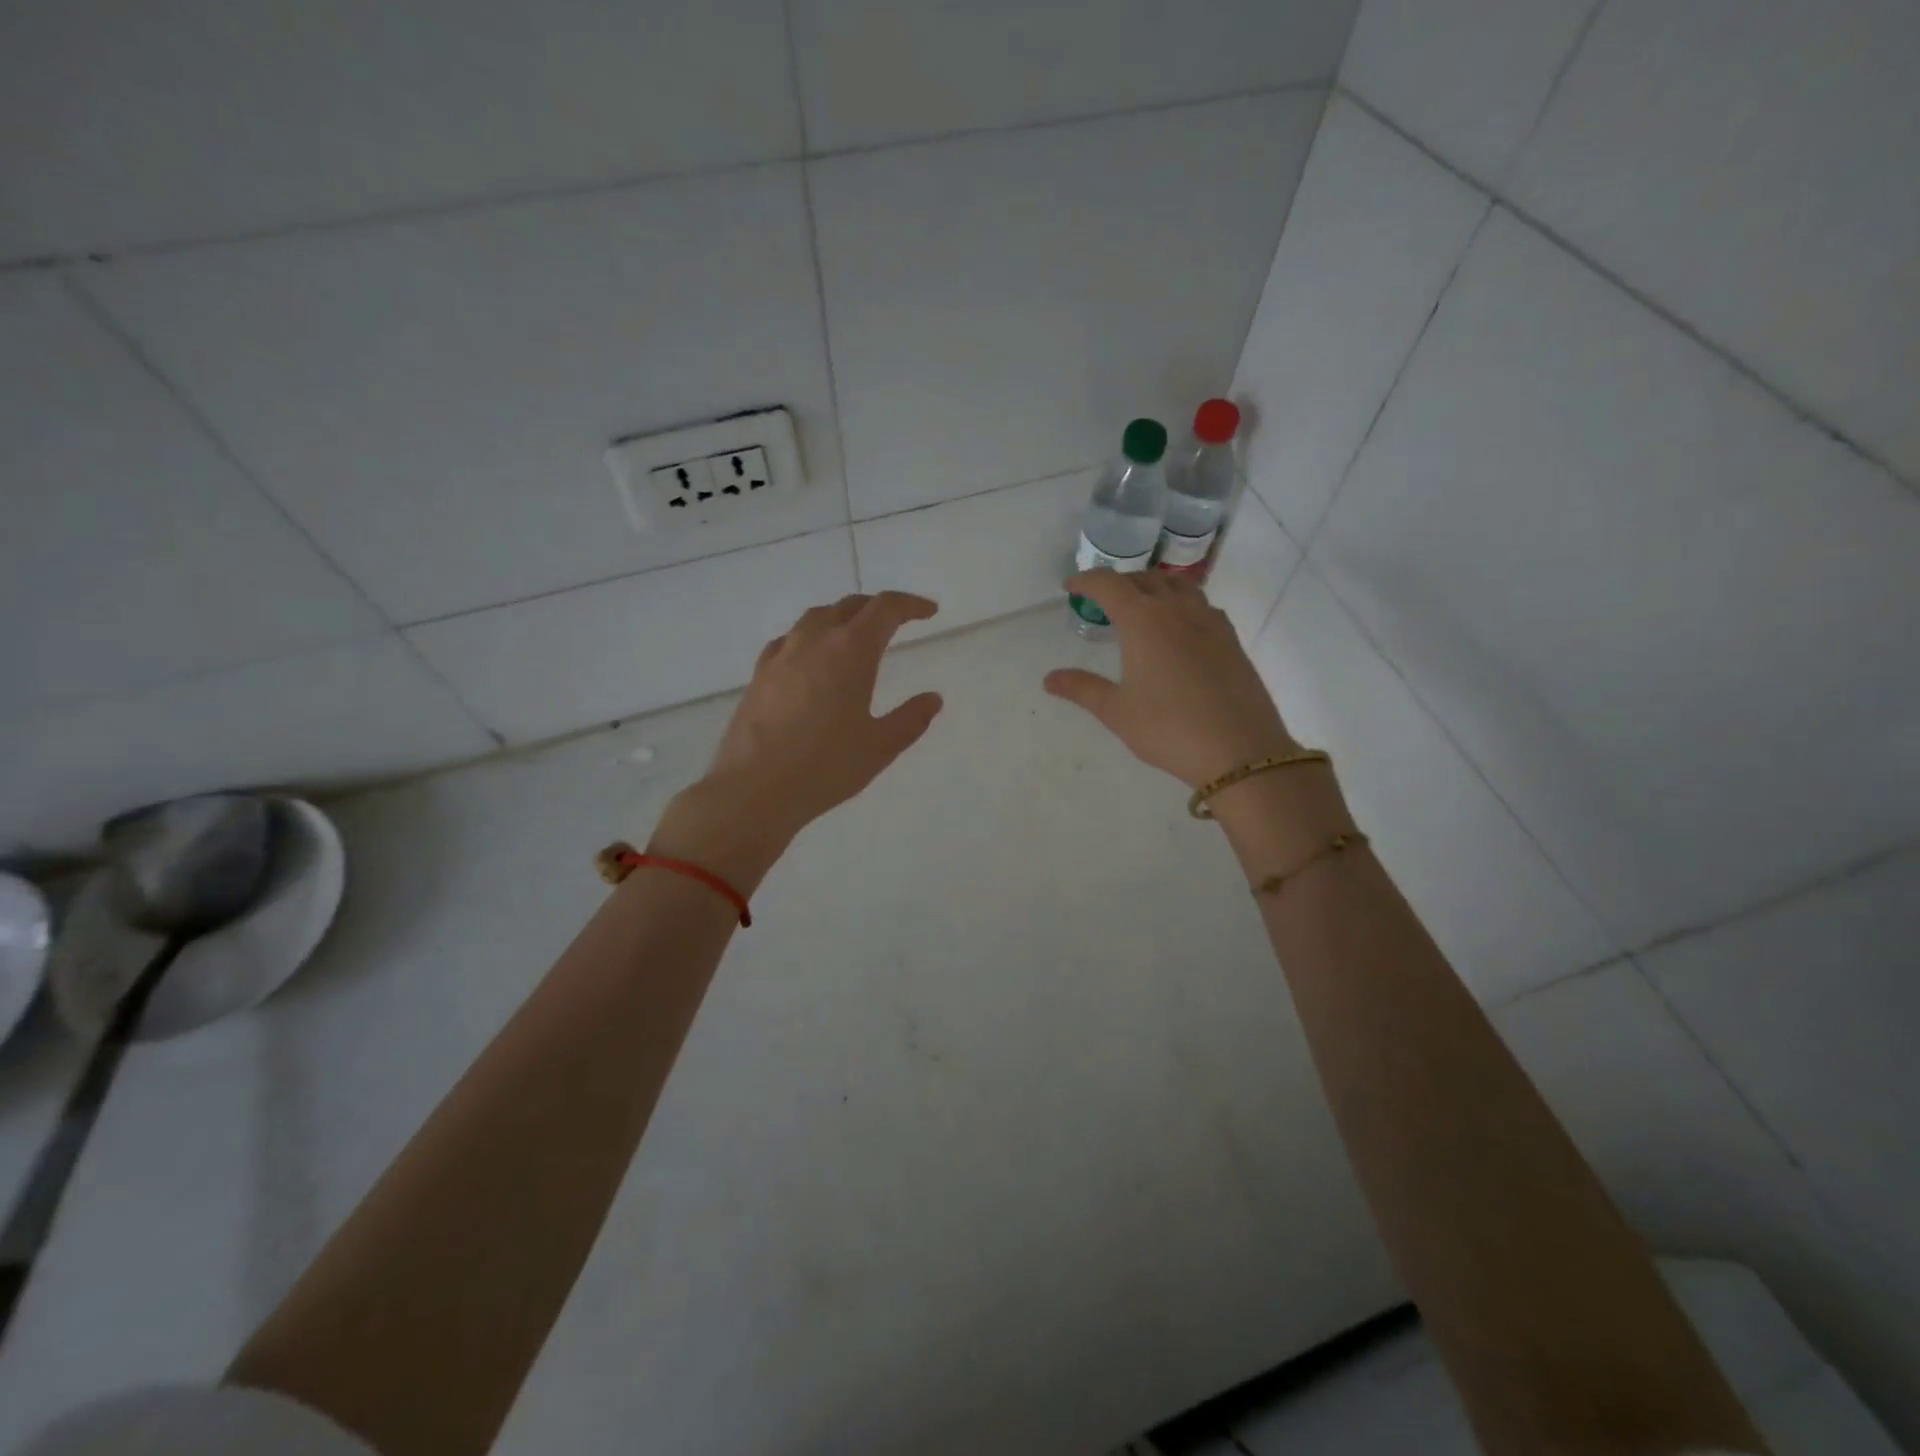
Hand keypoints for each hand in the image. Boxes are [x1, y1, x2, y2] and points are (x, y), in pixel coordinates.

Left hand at [654, 593, 944, 885]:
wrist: (754, 790)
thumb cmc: (825, 767)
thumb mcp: (880, 747)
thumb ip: (910, 719)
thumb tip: (932, 699)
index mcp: (851, 651)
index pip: (885, 609)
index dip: (910, 605)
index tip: (929, 611)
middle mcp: (815, 641)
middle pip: (849, 606)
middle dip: (877, 608)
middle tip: (897, 620)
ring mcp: (782, 655)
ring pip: (816, 617)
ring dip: (841, 617)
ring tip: (854, 634)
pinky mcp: (759, 675)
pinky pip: (789, 640)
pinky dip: (809, 637)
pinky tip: (810, 658)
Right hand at [1044, 570, 1296, 788]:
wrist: (1240, 750)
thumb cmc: (1168, 728)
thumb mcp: (1117, 711)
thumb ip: (1082, 688)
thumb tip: (1050, 679)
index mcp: (1143, 620)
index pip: (1109, 584)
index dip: (1087, 581)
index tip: (1071, 588)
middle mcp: (1177, 609)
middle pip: (1145, 579)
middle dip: (1120, 583)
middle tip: (1103, 601)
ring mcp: (1209, 621)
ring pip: (1178, 586)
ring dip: (1154, 587)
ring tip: (1141, 607)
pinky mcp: (1231, 639)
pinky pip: (1201, 605)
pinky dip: (1181, 604)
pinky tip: (1178, 630)